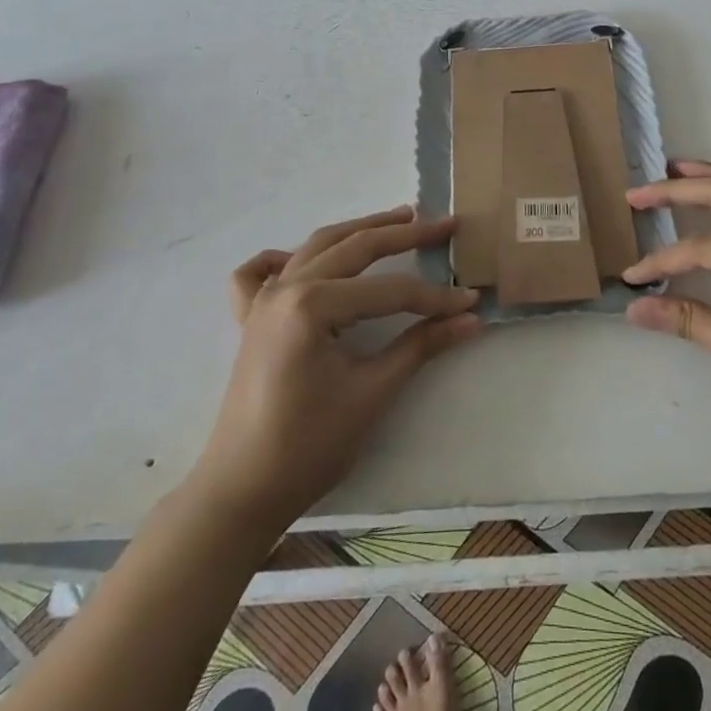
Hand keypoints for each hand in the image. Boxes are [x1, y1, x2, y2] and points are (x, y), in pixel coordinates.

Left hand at [196, 206, 480, 530]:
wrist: (240, 494)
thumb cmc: (308, 446)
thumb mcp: (372, 393)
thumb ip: (421, 346)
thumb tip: (470, 319)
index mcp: (313, 304)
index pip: (389, 291)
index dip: (434, 296)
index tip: (470, 299)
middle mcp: (287, 288)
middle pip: (356, 248)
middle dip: (405, 234)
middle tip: (444, 224)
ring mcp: (263, 300)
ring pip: (317, 246)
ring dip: (359, 229)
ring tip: (399, 217)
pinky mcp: (251, 319)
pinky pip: (259, 274)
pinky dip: (282, 258)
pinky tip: (298, 259)